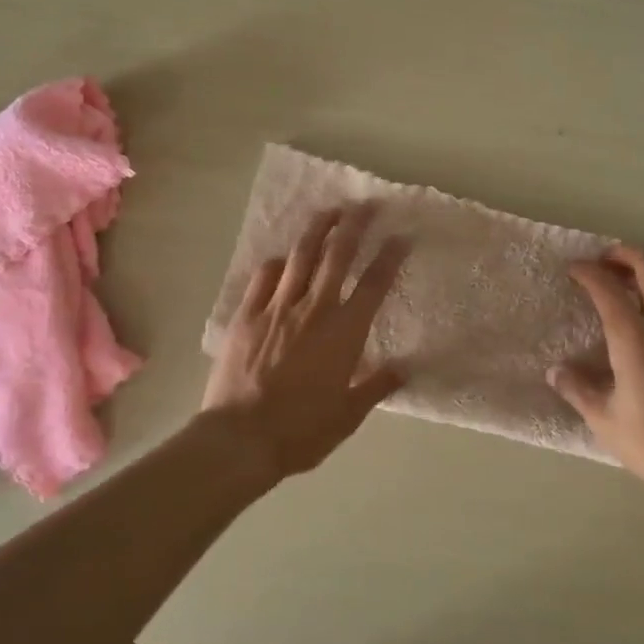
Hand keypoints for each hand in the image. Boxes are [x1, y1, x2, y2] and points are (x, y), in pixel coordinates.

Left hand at [203, 204, 408, 482]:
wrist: (240, 439)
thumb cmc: (301, 431)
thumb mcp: (348, 415)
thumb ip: (377, 387)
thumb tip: (403, 369)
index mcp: (345, 332)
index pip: (375, 284)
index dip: (390, 256)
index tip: (402, 235)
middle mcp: (315, 309)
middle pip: (338, 255)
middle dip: (355, 225)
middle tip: (367, 204)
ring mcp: (277, 308)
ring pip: (301, 256)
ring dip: (318, 229)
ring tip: (330, 211)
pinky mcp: (247, 315)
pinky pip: (264, 277)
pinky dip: (278, 263)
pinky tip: (283, 258)